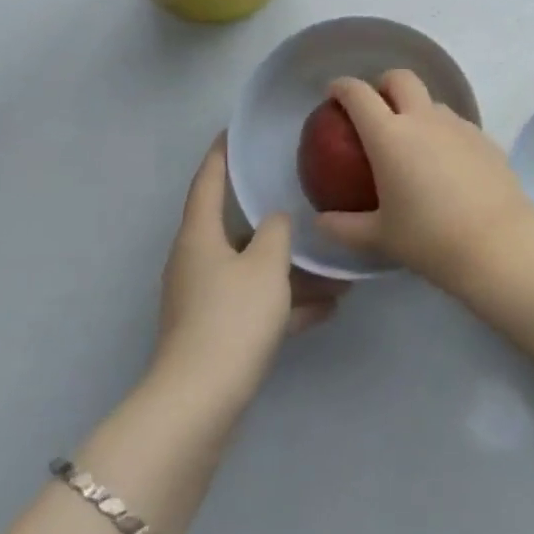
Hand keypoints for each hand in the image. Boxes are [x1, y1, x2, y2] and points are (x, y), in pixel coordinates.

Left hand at [152, 136, 341, 411]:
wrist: (200, 403)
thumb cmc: (232, 317)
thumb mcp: (266, 265)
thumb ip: (276, 232)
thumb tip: (275, 221)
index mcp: (199, 235)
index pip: (209, 180)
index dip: (221, 154)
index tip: (235, 130)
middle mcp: (197, 262)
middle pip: (236, 228)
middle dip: (273, 220)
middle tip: (304, 198)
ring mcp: (205, 300)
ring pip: (253, 271)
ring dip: (290, 269)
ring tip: (337, 268)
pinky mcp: (216, 334)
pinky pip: (256, 305)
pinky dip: (286, 304)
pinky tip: (329, 308)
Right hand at [316, 71, 533, 292]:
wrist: (497, 243)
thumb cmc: (429, 239)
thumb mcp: (379, 237)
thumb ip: (344, 227)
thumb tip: (320, 222)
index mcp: (389, 136)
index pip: (359, 94)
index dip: (342, 86)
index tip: (333, 93)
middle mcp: (423, 119)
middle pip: (400, 78)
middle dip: (383, 84)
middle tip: (375, 108)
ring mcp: (457, 125)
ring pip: (431, 101)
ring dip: (416, 109)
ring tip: (412, 144)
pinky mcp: (484, 137)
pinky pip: (455, 125)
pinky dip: (442, 133)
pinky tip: (445, 166)